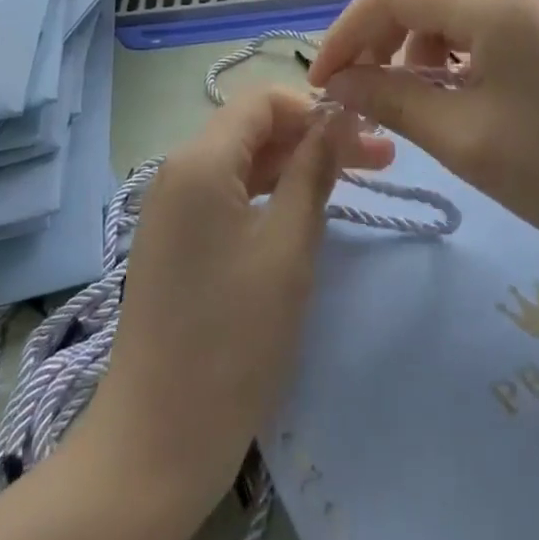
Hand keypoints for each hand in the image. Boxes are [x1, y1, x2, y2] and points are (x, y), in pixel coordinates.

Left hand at [81, 87, 394, 518]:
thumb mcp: (288, 246)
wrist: (158, 438)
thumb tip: (341, 115)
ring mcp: (172, 206)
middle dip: (313, 136)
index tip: (363, 131)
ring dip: (296, 165)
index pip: (262, 101)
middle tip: (380, 158)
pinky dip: (268, 193)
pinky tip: (305, 208)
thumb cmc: (233, 338)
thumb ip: (314, 170)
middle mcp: (178, 170)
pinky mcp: (176, 239)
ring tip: (354, 179)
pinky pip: (227, 194)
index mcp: (199, 160)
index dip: (315, 106)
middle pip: (254, 130)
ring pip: (243, 162)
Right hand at [307, 0, 538, 281]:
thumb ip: (391, 99)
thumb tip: (336, 83)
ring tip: (399, 108)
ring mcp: (531, 16)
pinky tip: (444, 104)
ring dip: (408, 55)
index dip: (346, 32)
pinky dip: (444, 64)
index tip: (321, 83)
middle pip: (416, 0)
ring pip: (444, 19)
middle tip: (353, 99)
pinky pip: (475, 38)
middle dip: (374, 43)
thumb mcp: (463, 138)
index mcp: (487, 3)